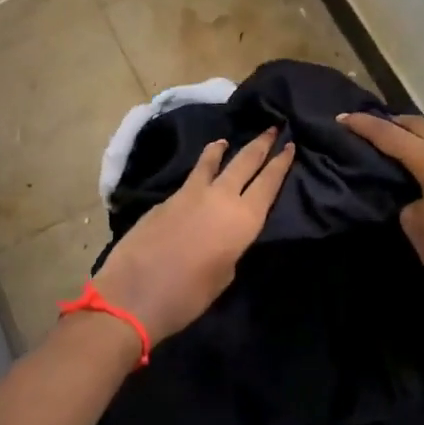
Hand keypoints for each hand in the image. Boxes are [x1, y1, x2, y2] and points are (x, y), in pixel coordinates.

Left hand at [88, 130, 295, 343]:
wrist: (133, 294)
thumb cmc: (187, 296)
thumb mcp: (224, 275)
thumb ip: (232, 246)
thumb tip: (226, 232)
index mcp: (243, 220)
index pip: (269, 183)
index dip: (281, 164)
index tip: (291, 145)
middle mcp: (220, 197)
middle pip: (245, 162)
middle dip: (261, 144)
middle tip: (272, 128)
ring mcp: (190, 194)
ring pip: (213, 162)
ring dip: (224, 149)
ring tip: (227, 140)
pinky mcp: (166, 198)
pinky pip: (192, 176)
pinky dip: (201, 167)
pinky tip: (200, 171)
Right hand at [337, 113, 423, 327]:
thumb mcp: (416, 226)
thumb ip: (407, 196)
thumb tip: (410, 189)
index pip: (394, 136)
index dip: (365, 126)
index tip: (341, 119)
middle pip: (420, 126)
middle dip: (391, 124)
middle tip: (365, 129)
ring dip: (414, 136)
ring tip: (390, 143)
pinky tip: (419, 161)